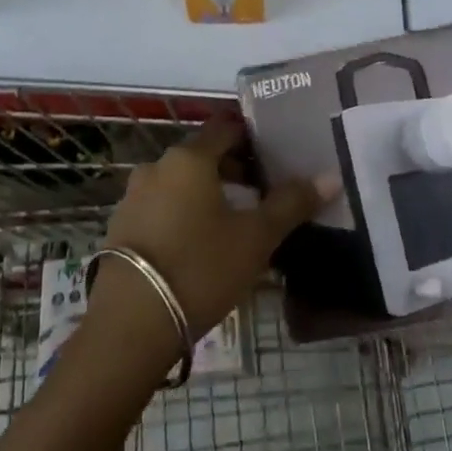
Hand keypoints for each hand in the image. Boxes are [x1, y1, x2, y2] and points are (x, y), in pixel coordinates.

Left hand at [99, 120, 328, 342]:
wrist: (132, 322)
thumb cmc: (201, 267)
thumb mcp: (255, 238)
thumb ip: (291, 204)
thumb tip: (330, 175)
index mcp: (190, 159)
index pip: (225, 129)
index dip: (252, 138)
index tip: (274, 158)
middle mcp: (156, 168)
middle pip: (202, 157)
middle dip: (232, 171)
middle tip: (261, 196)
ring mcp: (133, 197)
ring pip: (179, 184)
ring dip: (206, 195)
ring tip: (232, 224)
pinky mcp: (121, 227)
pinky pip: (161, 208)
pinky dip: (182, 215)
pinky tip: (198, 245)